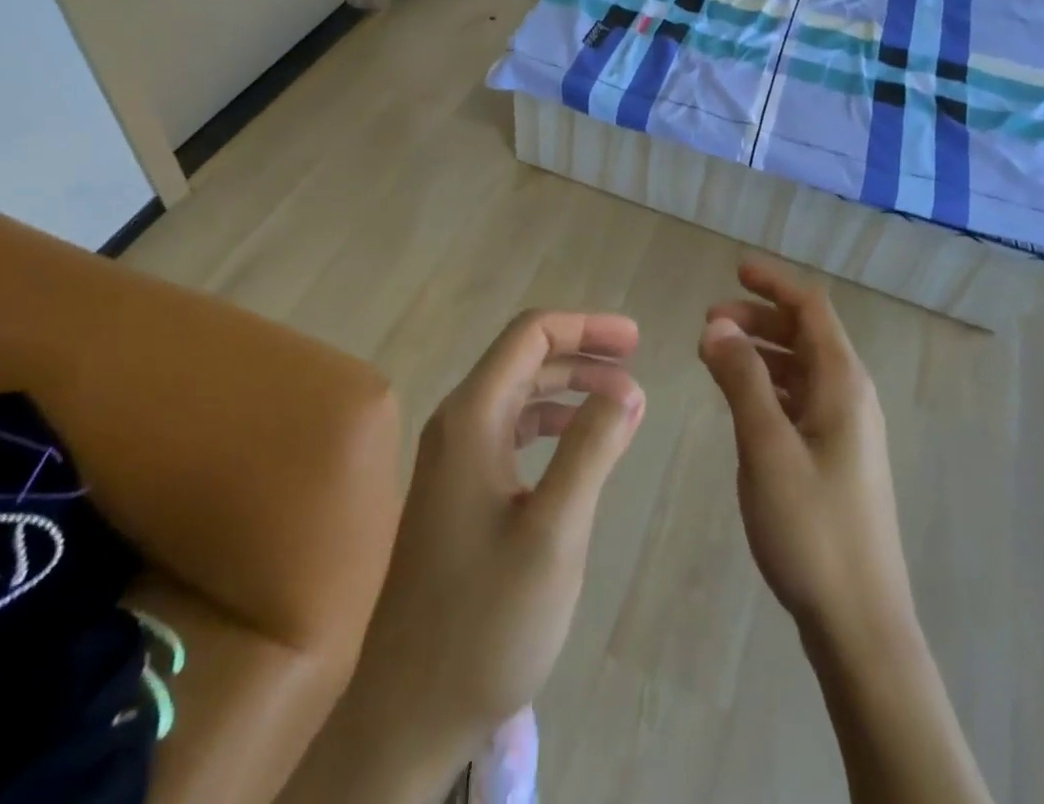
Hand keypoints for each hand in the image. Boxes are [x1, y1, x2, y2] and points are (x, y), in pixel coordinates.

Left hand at [308, 309, 644, 801]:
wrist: (407, 715)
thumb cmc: (485, 621)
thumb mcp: (555, 532)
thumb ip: (592, 449)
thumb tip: (628, 386)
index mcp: (472, 417)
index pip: (530, 335)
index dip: (585, 326)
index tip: (636, 341)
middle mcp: (456, 425)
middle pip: (524, 358)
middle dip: (582, 353)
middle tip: (637, 365)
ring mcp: (452, 460)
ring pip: (518, 395)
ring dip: (570, 388)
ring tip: (621, 402)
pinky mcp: (457, 492)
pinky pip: (510, 432)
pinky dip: (551, 423)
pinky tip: (579, 444)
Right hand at [700, 262, 915, 653]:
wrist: (860, 624)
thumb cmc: (812, 528)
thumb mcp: (766, 447)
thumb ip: (741, 380)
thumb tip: (716, 325)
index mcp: (843, 383)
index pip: (811, 308)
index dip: (774, 284)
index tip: (735, 270)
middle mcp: (851, 396)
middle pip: (806, 334)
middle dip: (759, 318)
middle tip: (709, 322)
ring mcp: (847, 430)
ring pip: (802, 368)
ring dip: (762, 352)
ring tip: (716, 355)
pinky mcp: (837, 458)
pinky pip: (801, 399)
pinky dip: (770, 385)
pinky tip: (742, 400)